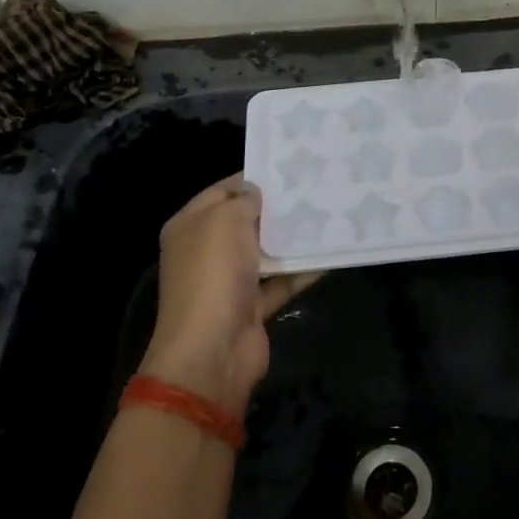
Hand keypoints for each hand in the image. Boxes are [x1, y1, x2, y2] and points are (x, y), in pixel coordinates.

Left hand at [139, 175, 322, 413]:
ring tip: (327, 216)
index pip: (221, 192)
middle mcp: (205, 251)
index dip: (252, 179)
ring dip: (291, 239)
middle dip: (276, 209)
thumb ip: (245, 200)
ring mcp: (227, 281)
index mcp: (189, 226)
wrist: (212, 350)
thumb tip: (257, 193)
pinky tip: (329, 255)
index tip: (289, 168)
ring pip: (264, 252)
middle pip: (245, 222)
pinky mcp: (250, 307)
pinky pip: (279, 282)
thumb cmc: (214, 273)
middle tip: (314, 189)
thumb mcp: (226, 220)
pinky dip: (300, 271)